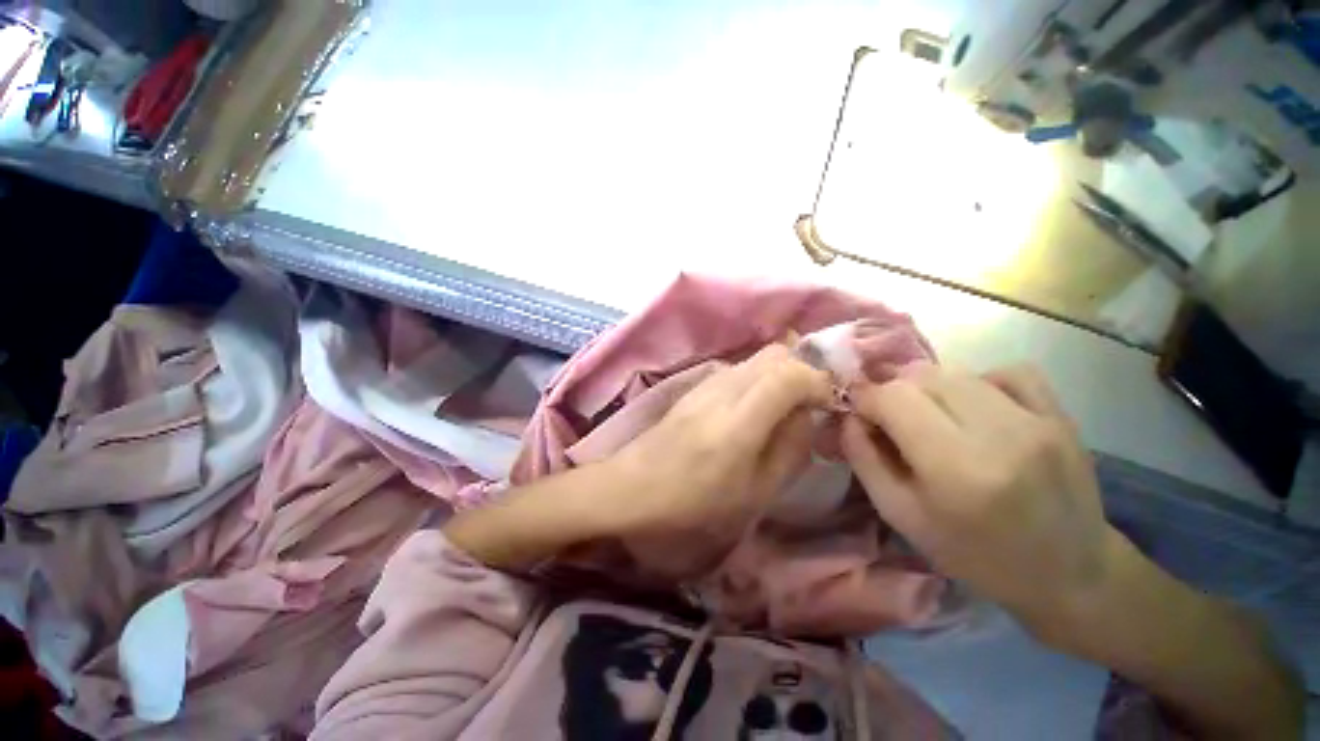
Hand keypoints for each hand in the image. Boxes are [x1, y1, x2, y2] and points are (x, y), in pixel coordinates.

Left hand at [610, 343, 832, 539]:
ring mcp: (706, 383)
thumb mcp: (754, 492)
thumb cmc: (693, 502)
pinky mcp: (696, 386)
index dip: (819, 381)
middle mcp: (723, 388)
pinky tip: (756, 408)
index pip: (790, 373)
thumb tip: (807, 415)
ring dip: (781, 374)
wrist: (633, 487)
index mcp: (739, 419)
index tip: (829, 404)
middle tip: (811, 404)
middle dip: (803, 371)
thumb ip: (789, 449)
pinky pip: (739, 369)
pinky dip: (760, 378)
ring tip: (787, 407)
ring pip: (757, 358)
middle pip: (775, 354)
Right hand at [840, 364, 1117, 635]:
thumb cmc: (974, 554)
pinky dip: (978, 380)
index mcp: (954, 468)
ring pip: (958, 371)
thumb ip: (864, 459)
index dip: (866, 397)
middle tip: (891, 417)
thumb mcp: (900, 515)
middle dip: (893, 391)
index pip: (893, 397)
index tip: (859, 410)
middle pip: (922, 376)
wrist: (1069, 574)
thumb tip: (849, 415)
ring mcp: (1036, 420)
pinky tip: (976, 407)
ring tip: (930, 415)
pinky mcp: (1061, 415)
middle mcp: (998, 434)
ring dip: (929, 387)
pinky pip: (1007, 371)